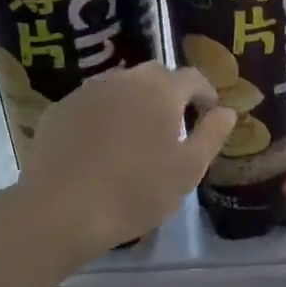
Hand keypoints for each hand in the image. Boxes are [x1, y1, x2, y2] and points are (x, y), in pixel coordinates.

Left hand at [19, 63, 235, 259]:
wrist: (61, 210)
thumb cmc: (136, 190)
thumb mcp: (188, 169)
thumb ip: (212, 134)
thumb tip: (226, 111)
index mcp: (160, 90)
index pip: (193, 77)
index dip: (207, 94)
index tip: (210, 115)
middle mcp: (123, 79)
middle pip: (155, 76)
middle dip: (170, 93)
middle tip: (176, 124)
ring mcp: (86, 92)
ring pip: (120, 87)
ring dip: (135, 103)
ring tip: (138, 136)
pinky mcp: (59, 110)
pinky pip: (92, 104)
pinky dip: (104, 116)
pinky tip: (102, 147)